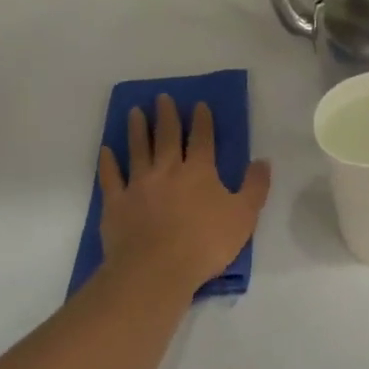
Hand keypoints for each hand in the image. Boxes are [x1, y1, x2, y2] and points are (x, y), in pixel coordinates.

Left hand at [99, 95, 270, 293]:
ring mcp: (139, 185)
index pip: (202, 139)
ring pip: (137, 150)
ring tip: (134, 111)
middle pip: (166, 137)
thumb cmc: (205, 244)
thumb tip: (263, 160)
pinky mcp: (116, 203)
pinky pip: (110, 177)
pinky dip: (108, 162)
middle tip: (162, 97)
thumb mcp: (244, 216)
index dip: (202, 120)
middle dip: (166, 115)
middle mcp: (167, 170)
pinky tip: (106, 150)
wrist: (157, 270)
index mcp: (199, 172)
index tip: (198, 104)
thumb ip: (255, 186)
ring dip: (136, 129)